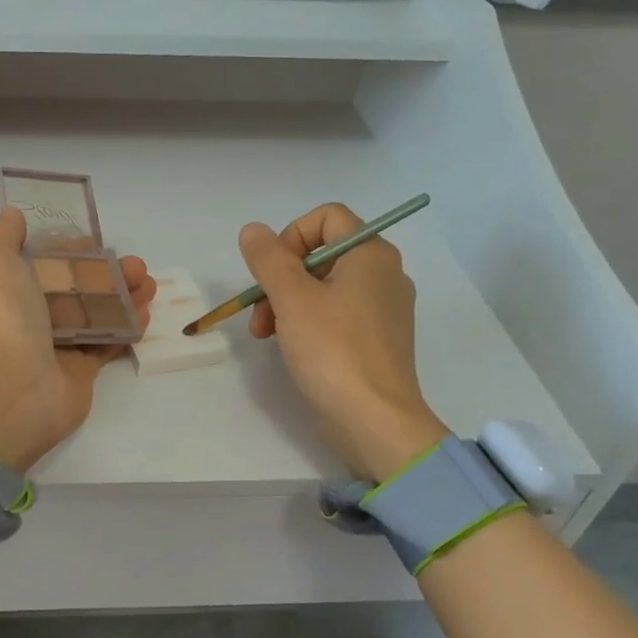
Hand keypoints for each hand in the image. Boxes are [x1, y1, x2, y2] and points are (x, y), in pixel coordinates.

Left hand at [0, 207, 156, 470]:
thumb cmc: (1, 318)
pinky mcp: (80, 371)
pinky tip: (146, 313)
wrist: (10, 389)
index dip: (69, 251)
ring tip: (150, 284)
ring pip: (95, 315)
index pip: (42, 263)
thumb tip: (13, 213)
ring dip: (123, 297)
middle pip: (75, 289)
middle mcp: (29, 317)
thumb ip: (4, 236)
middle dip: (106, 274)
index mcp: (6, 290)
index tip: (96, 241)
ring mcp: (56, 346)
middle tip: (137, 265)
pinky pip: (107, 345)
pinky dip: (127, 328)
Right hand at [240, 203, 447, 480]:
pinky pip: (336, 314)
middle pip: (321, 254)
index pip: (327, 217)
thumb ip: (268, 259)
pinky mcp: (376, 340)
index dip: (291, 236)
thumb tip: (253, 230)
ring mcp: (383, 309)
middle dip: (281, 278)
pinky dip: (308, 322)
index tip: (272, 272)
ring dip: (287, 303)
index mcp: (371, 254)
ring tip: (265, 334)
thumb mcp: (291, 299)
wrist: (374, 420)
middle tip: (260, 313)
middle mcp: (384, 274)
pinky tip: (290, 347)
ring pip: (324, 286)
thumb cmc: (333, 350)